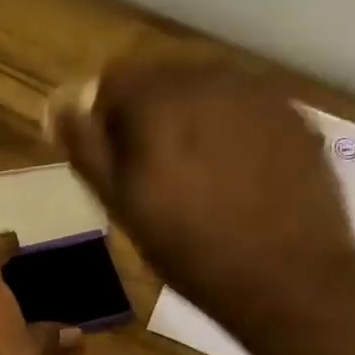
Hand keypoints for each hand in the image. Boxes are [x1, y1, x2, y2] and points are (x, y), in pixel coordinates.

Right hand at [47, 58, 354, 327]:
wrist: (285, 276)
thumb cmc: (188, 249)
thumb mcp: (122, 206)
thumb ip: (87, 149)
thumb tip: (59, 106)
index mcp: (159, 98)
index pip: (114, 80)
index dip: (105, 118)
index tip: (112, 161)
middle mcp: (210, 78)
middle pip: (162, 80)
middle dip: (149, 117)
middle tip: (153, 174)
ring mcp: (259, 92)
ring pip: (206, 92)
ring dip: (191, 121)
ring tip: (197, 177)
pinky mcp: (294, 115)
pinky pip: (246, 109)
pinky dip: (231, 131)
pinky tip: (237, 176)